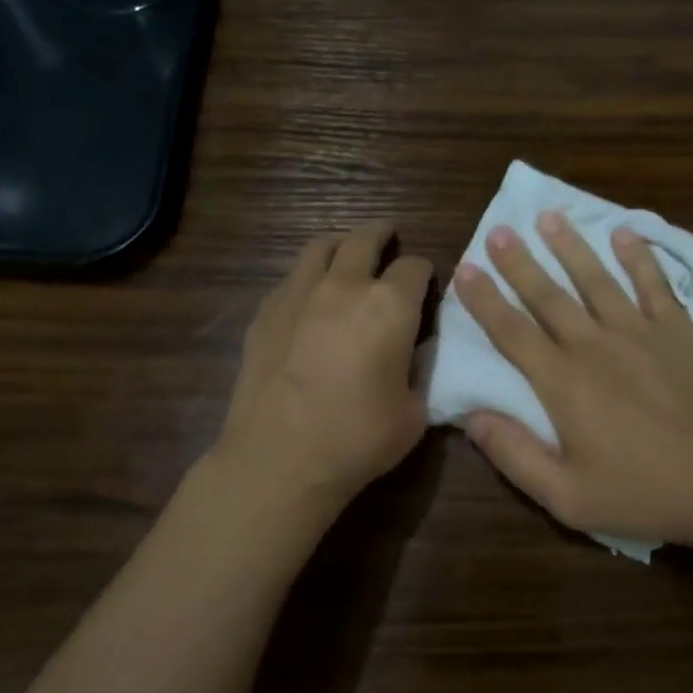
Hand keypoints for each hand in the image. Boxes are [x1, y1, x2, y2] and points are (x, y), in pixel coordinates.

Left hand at [215, 221, 432, 514]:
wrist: (280, 458)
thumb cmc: (358, 438)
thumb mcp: (414, 413)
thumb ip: (419, 374)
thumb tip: (413, 355)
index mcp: (390, 305)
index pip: (416, 268)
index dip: (425, 272)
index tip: (427, 283)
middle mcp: (345, 286)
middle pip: (364, 239)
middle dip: (381, 233)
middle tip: (389, 234)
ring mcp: (298, 295)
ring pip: (319, 247)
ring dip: (340, 243)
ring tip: (346, 250)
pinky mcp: (265, 314)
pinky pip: (290, 279)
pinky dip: (306, 277)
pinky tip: (308, 296)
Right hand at [454, 212, 692, 551]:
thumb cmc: (641, 493)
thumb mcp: (566, 496)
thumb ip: (515, 454)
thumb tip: (472, 417)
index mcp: (564, 382)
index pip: (512, 332)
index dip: (485, 300)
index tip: (465, 269)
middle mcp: (596, 346)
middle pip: (549, 296)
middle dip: (519, 262)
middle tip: (499, 229)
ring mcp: (640, 334)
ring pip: (597, 280)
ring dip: (571, 247)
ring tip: (550, 217)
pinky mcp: (678, 334)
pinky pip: (655, 286)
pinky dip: (639, 258)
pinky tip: (624, 233)